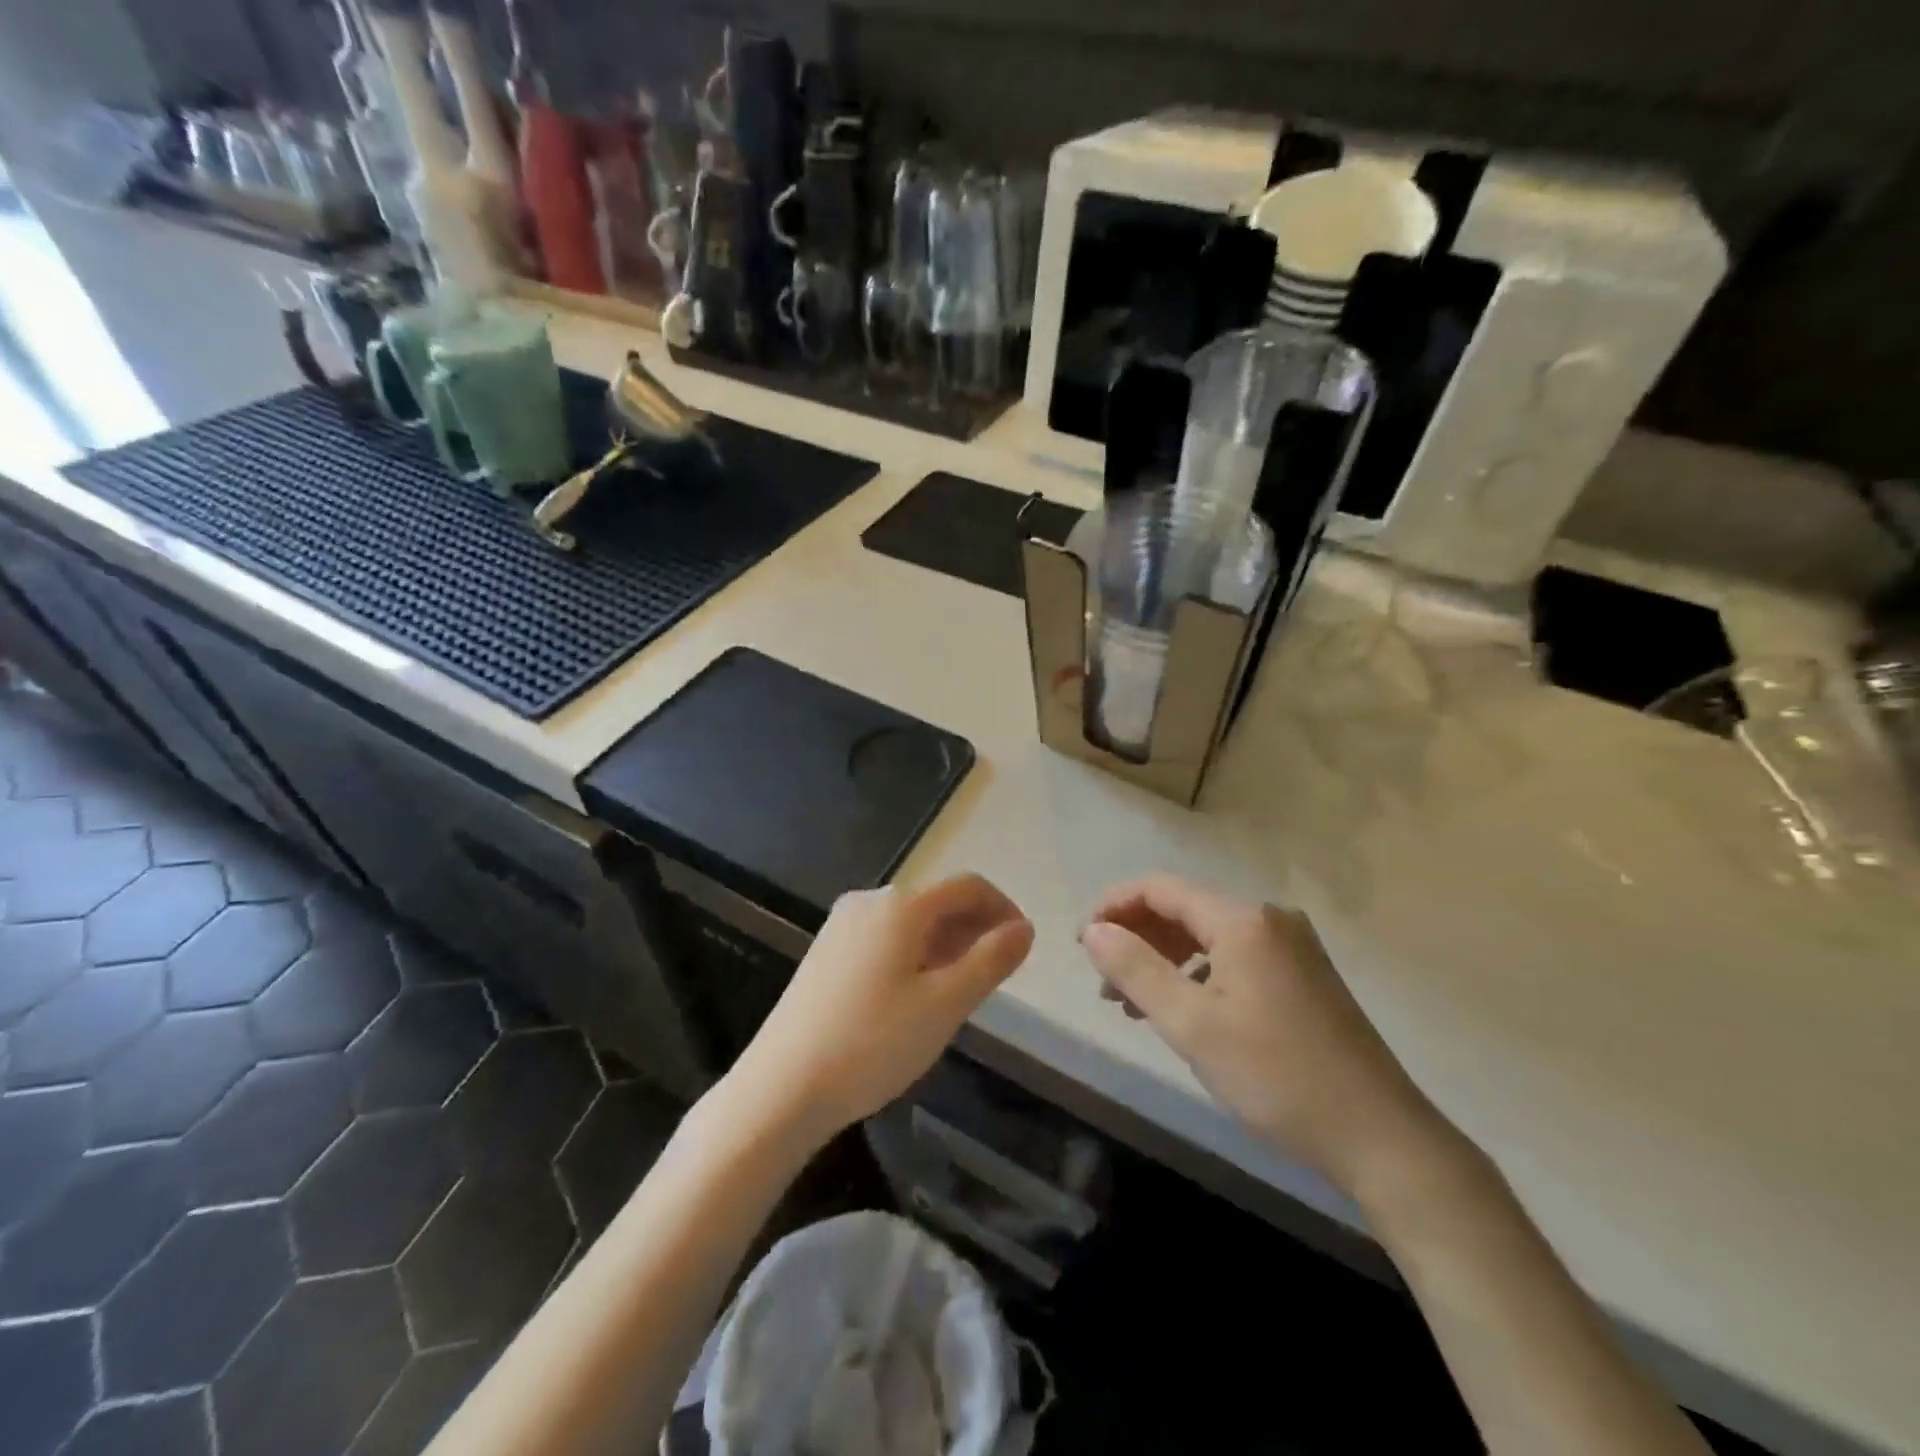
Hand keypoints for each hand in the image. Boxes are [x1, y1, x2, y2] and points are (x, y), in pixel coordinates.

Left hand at [731, 874, 1034, 1141]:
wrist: (780, 1088)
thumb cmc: (872, 1043)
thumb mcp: (945, 1004)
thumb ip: (990, 961)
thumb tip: (1024, 928)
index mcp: (901, 905)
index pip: (968, 886)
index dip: (1003, 909)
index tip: (1024, 946)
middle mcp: (869, 902)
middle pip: (938, 901)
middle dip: (975, 928)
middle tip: (998, 974)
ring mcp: (842, 926)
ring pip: (911, 922)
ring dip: (947, 944)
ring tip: (963, 989)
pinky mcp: (826, 953)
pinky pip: (885, 939)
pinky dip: (915, 955)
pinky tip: (917, 996)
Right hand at [1081, 875, 1447, 1197]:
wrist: (1382, 1137)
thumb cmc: (1278, 1077)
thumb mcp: (1193, 1025)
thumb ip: (1136, 970)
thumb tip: (1093, 931)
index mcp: (1243, 920)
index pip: (1160, 888)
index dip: (1114, 907)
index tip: (1082, 943)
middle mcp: (1269, 918)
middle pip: (1184, 908)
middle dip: (1137, 938)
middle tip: (1105, 982)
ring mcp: (1291, 946)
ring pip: (1208, 935)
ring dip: (1164, 959)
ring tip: (1133, 1003)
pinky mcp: (1303, 975)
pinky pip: (1234, 956)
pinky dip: (1198, 974)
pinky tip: (1184, 1010)